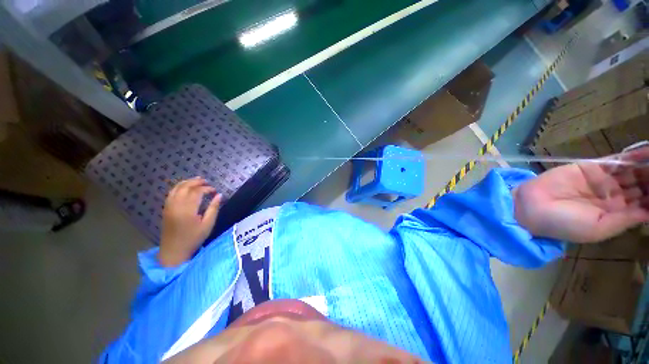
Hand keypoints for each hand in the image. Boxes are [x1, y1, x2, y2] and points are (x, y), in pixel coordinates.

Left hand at [158, 177, 221, 266]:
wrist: (173, 251)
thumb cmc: (193, 239)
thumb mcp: (208, 225)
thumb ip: (214, 208)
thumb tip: (219, 195)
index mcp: (187, 210)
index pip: (196, 192)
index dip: (206, 189)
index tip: (214, 191)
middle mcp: (176, 206)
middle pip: (184, 187)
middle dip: (195, 182)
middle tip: (206, 181)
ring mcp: (168, 207)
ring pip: (176, 189)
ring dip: (186, 182)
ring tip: (196, 180)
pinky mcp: (165, 209)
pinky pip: (171, 194)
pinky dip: (178, 187)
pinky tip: (185, 187)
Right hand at [514, 147, 648, 242]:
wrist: (532, 206)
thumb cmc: (565, 224)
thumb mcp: (598, 229)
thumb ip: (626, 219)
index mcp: (616, 214)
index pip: (643, 205)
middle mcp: (614, 196)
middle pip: (641, 186)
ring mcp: (603, 180)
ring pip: (632, 172)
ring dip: (647, 168)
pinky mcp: (592, 167)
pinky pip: (617, 160)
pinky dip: (633, 156)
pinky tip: (647, 153)